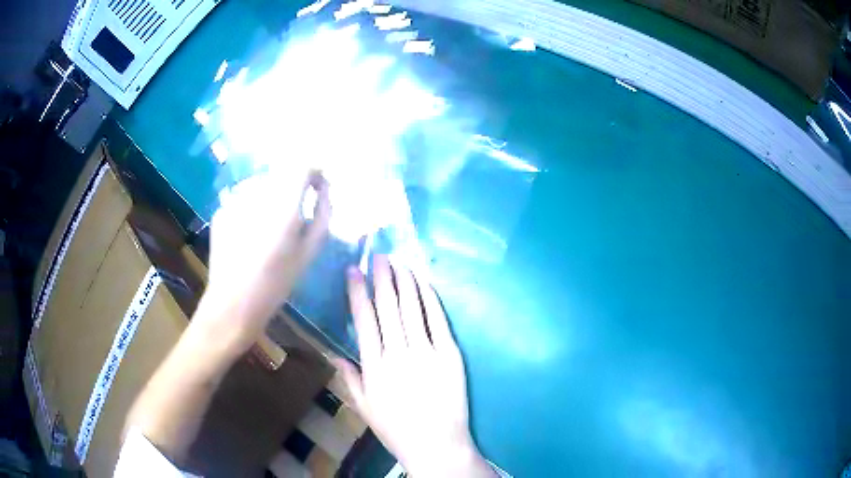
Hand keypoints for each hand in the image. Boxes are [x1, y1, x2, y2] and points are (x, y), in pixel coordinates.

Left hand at [197, 170, 330, 354]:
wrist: (232, 304)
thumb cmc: (275, 283)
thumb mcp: (308, 253)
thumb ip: (322, 215)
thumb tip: (325, 190)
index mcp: (283, 205)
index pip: (304, 166)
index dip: (315, 173)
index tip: (319, 188)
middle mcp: (258, 194)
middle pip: (282, 174)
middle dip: (293, 188)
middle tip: (295, 215)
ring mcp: (235, 200)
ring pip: (262, 185)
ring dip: (272, 197)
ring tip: (270, 227)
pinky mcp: (222, 210)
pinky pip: (245, 198)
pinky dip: (253, 208)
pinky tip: (250, 234)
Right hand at [337, 256, 494, 476]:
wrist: (437, 445)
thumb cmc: (397, 430)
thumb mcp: (364, 408)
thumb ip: (349, 378)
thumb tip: (334, 353)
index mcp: (373, 366)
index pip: (363, 319)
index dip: (357, 292)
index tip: (353, 270)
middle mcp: (397, 353)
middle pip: (387, 306)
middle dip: (381, 278)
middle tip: (379, 256)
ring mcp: (426, 352)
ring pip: (411, 308)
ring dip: (404, 281)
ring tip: (399, 262)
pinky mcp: (450, 354)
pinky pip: (438, 320)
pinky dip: (429, 299)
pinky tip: (423, 283)